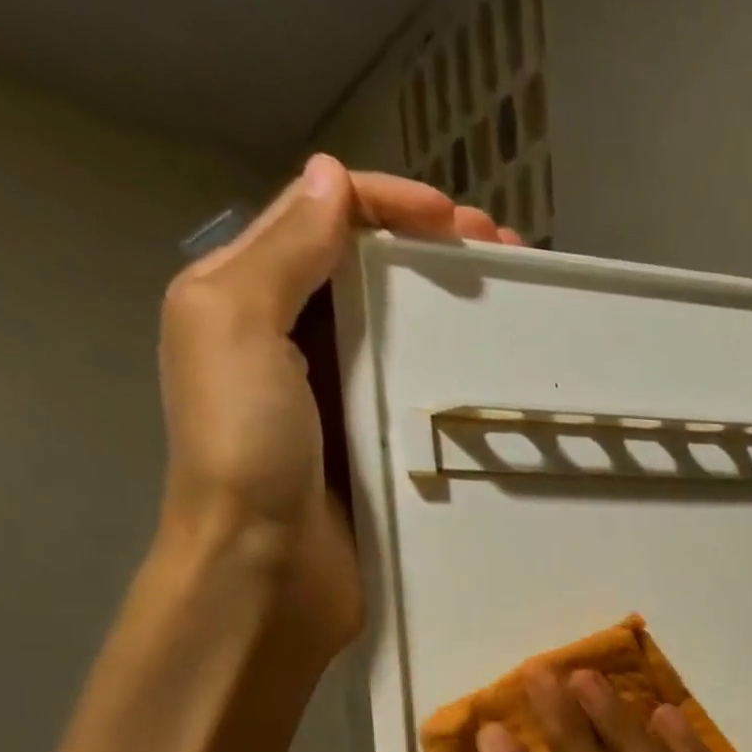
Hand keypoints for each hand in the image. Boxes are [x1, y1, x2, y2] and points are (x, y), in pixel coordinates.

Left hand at [156, 153, 521, 665]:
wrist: (268, 569)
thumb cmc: (243, 446)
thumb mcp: (235, 326)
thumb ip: (282, 252)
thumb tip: (333, 181)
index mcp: (253, 297)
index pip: (325, 220)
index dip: (390, 204)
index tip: (459, 223)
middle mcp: (301, 341)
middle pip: (375, 272)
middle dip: (437, 252)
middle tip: (506, 258)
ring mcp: (349, 400)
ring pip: (408, 332)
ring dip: (458, 310)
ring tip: (516, 307)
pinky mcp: (386, 448)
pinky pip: (426, 394)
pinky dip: (460, 374)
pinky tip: (497, 374)